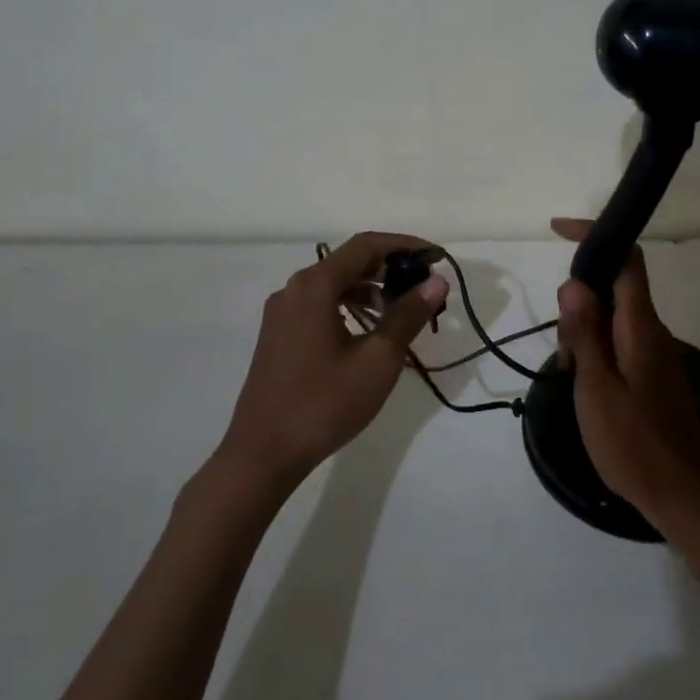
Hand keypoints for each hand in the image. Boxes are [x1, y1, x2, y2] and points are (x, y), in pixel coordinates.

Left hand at [221, 232, 448, 488]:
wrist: (263, 455)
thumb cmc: (324, 403)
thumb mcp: (377, 360)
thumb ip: (408, 315)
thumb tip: (437, 282)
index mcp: (315, 286)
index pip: (366, 245)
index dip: (404, 245)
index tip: (435, 258)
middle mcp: (295, 289)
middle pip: (349, 262)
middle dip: (390, 269)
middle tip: (424, 288)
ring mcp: (283, 312)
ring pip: (335, 285)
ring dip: (372, 290)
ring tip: (404, 312)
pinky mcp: (279, 335)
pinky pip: (321, 305)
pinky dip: (350, 307)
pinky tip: (371, 332)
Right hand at [551, 218, 699, 534]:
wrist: (686, 496)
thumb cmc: (635, 444)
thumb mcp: (596, 388)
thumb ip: (584, 333)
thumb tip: (574, 282)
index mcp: (641, 326)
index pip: (627, 259)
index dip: (597, 235)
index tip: (560, 231)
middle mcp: (654, 331)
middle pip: (616, 288)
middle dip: (580, 299)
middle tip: (563, 347)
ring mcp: (658, 354)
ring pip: (615, 319)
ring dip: (586, 332)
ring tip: (572, 376)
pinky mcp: (656, 376)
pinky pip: (622, 344)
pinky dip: (598, 352)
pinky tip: (587, 388)